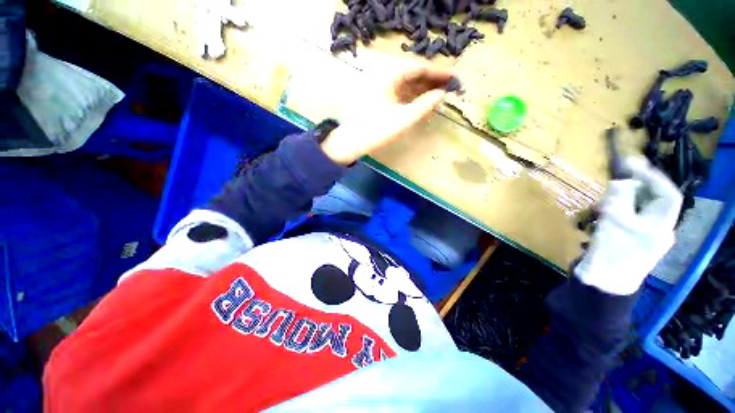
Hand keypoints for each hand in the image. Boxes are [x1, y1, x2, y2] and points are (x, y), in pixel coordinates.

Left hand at [320, 64, 454, 164]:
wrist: (350, 142)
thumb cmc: (376, 131)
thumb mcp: (403, 120)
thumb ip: (424, 105)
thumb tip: (441, 94)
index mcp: (387, 73)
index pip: (417, 67)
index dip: (437, 73)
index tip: (453, 77)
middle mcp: (381, 72)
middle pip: (411, 73)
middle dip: (429, 81)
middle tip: (447, 86)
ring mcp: (376, 82)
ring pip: (403, 81)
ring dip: (420, 88)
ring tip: (436, 94)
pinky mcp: (375, 93)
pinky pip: (396, 89)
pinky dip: (408, 95)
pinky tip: (419, 100)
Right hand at [574, 157, 682, 294]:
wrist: (600, 285)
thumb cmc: (610, 253)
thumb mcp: (614, 222)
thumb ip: (620, 198)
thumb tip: (622, 181)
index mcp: (661, 226)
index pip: (668, 194)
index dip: (652, 176)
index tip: (631, 164)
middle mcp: (657, 230)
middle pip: (650, 202)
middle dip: (629, 191)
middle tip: (608, 189)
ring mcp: (643, 237)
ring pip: (635, 211)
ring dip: (616, 204)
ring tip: (597, 210)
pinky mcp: (628, 242)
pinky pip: (625, 221)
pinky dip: (612, 215)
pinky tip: (597, 220)